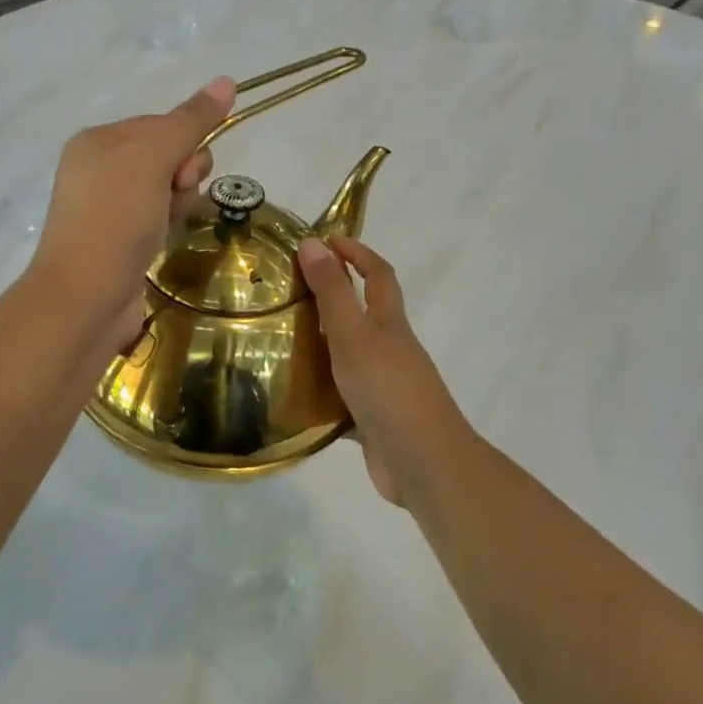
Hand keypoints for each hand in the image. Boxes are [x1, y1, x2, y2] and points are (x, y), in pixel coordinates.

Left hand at [31, 77, 235, 349]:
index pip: (161, 124)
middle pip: (167, 157)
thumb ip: (191, 121)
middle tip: (174, 198)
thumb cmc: (116, 218)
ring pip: (166, 191)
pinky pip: (157, 219)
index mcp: (97, 140)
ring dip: (177, 205)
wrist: (86, 296)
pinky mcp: (118, 241)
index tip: (182, 172)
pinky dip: (166, 227)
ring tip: (164, 228)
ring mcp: (106, 208)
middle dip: (182, 177)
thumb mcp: (153, 158)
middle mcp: (98, 169)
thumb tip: (227, 80)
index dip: (184, 144)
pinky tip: (160, 243)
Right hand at [297, 236, 473, 503]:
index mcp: (390, 324)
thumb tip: (314, 243)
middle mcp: (390, 350)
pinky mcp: (374, 420)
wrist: (422, 462)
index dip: (357, 253)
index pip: (379, 275)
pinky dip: (321, 393)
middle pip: (365, 314)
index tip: (326, 241)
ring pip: (350, 356)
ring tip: (280, 340)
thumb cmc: (388, 390)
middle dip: (334, 297)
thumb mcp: (354, 334)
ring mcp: (384, 386)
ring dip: (323, 345)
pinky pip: (342, 398)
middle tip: (290, 291)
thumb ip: (333, 292)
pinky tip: (292, 396)